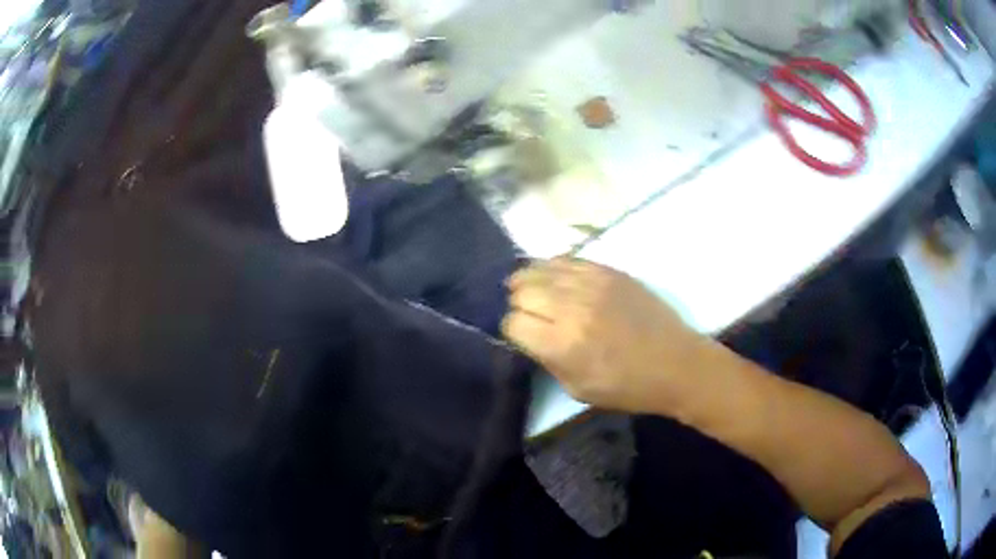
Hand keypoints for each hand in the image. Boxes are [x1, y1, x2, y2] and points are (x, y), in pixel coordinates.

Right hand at [502, 258, 706, 413]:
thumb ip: (547, 360)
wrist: (676, 363)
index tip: (521, 335)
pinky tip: (554, 277)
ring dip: (529, 280)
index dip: (512, 330)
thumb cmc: (628, 387)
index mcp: (562, 344)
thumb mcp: (577, 389)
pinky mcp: (609, 270)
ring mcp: (592, 283)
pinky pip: (567, 258)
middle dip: (518, 303)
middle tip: (528, 313)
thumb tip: (529, 336)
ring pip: (540, 269)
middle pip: (522, 291)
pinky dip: (553, 267)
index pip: (514, 322)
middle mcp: (572, 307)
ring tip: (531, 290)